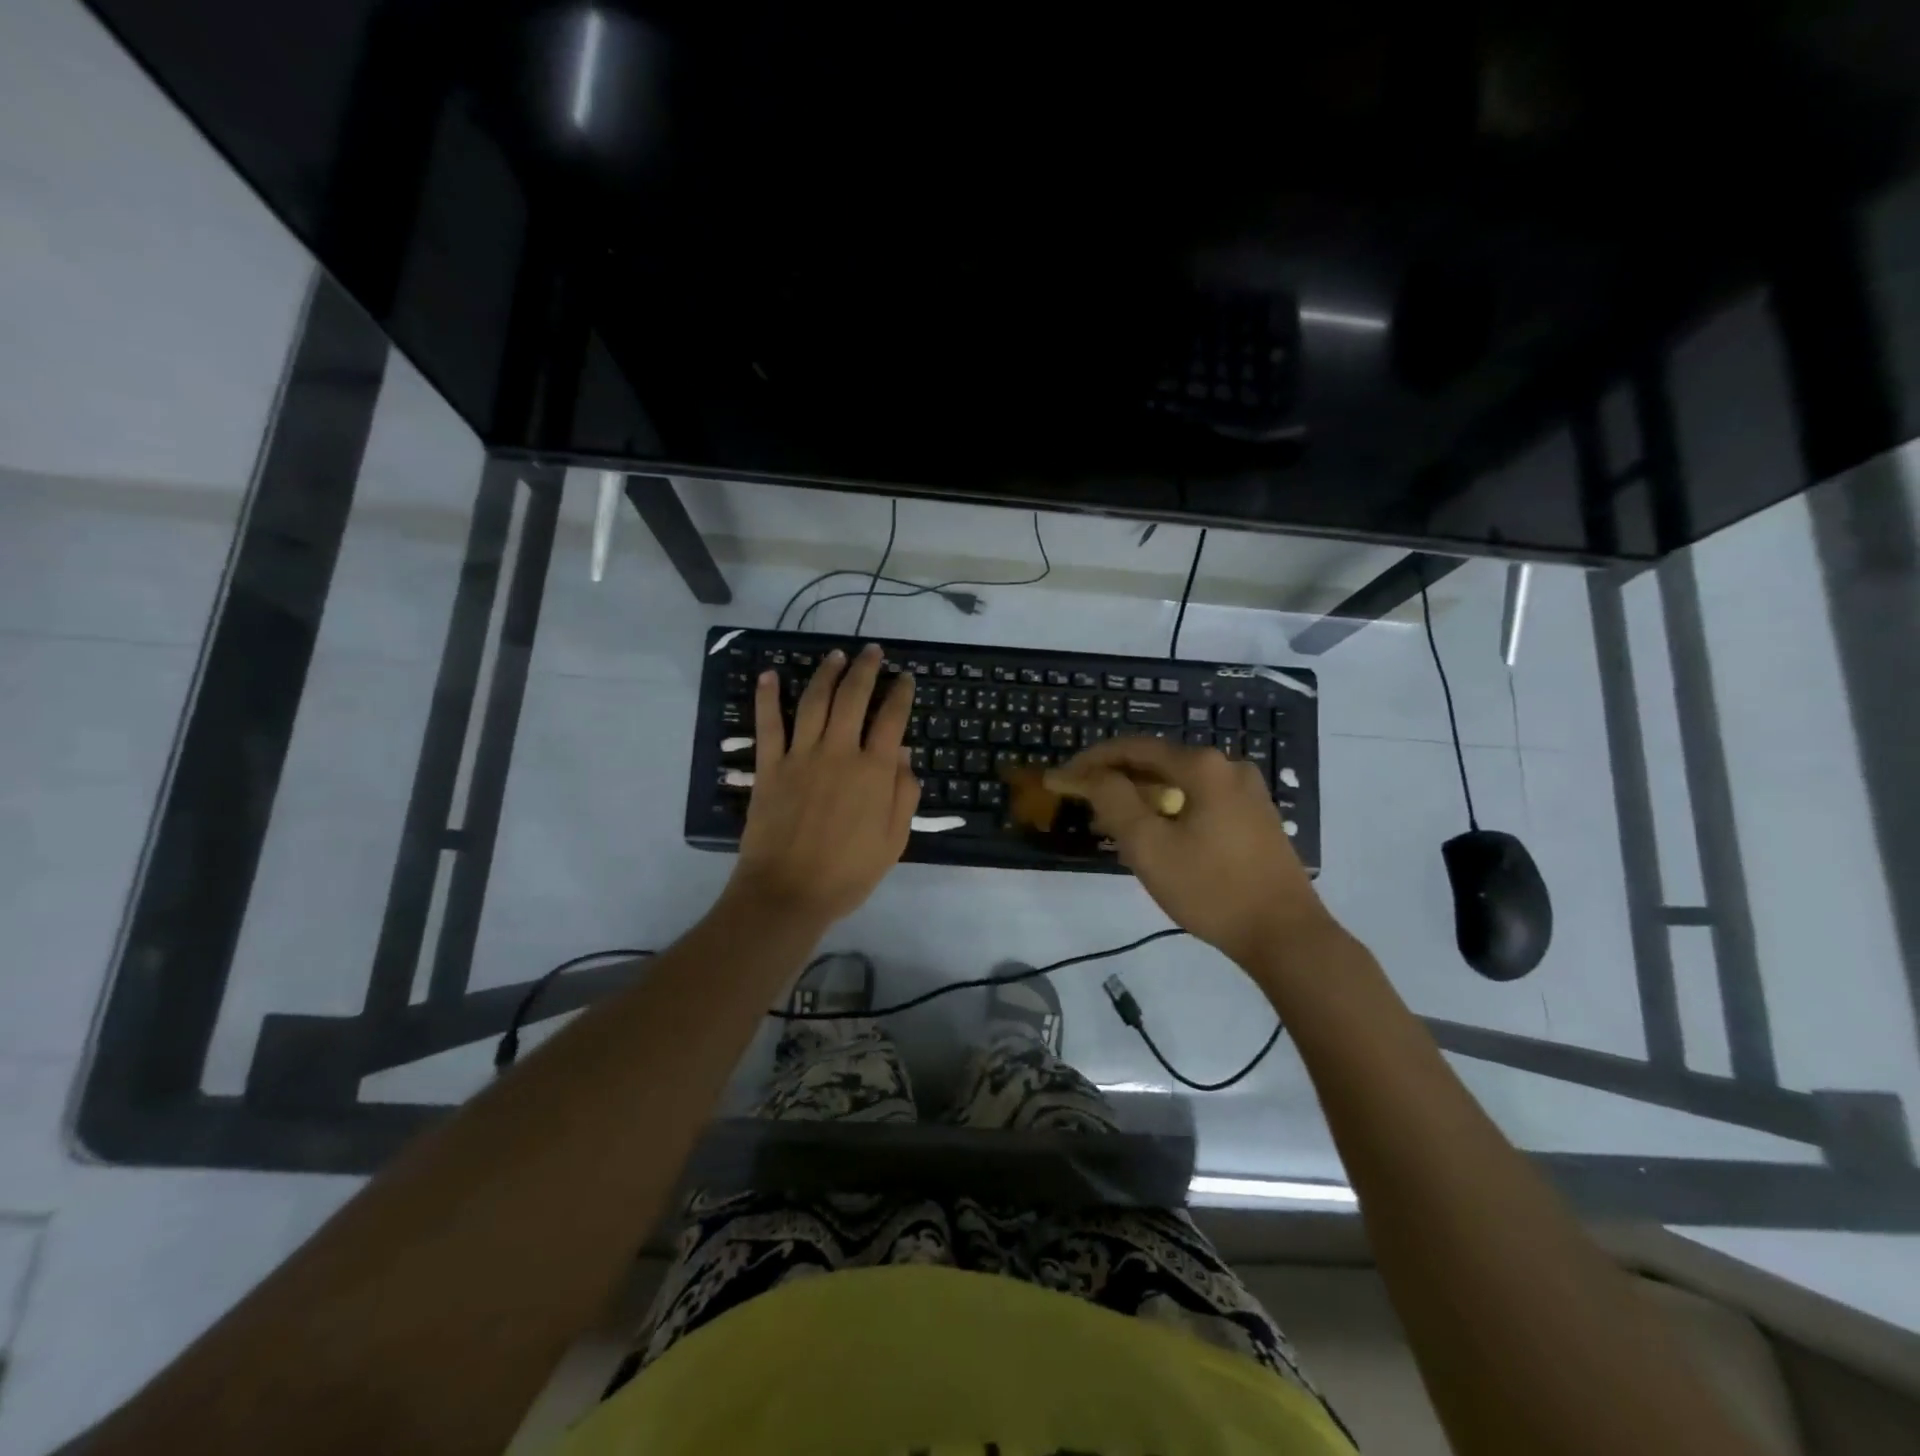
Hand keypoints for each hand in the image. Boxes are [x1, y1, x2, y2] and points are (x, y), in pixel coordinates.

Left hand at [728, 644, 919, 927]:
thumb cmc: (848, 872)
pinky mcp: (770, 767)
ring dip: (827, 674)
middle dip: (865, 670)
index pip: (892, 720)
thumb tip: (903, 753)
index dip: (901, 694)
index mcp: (873, 771)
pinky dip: (767, 698)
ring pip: (815, 702)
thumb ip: (903, 794)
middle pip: (853, 698)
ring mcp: (801, 756)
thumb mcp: (894, 840)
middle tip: (872, 652)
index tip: (905, 678)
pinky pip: (768, 725)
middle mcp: (839, 753)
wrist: (789, 893)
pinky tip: (770, 675)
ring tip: (836, 655)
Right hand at [1048, 736, 1334, 967]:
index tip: (1061, 779)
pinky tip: (1152, 834)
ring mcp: (1247, 792)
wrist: (1285, 935)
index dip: (1091, 761)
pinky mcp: (1255, 817)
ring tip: (1110, 821)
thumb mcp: (1149, 846)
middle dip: (1115, 779)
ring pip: (1178, 782)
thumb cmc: (1211, 889)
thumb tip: (1091, 775)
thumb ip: (1114, 801)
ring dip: (1140, 795)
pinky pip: (1199, 800)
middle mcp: (1228, 767)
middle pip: (1157, 762)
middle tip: (1082, 801)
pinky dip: (1168, 808)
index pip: (1133, 748)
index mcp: (1202, 766)